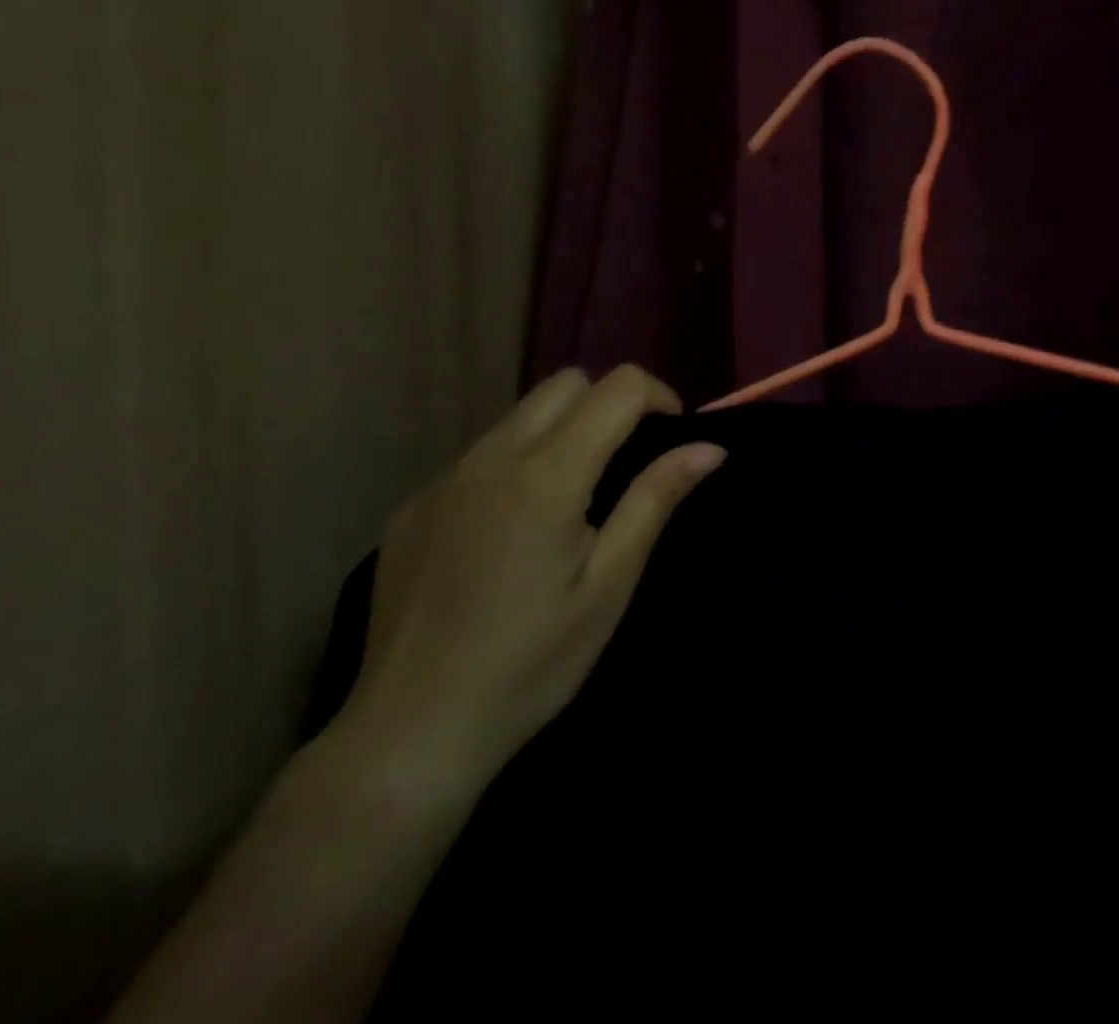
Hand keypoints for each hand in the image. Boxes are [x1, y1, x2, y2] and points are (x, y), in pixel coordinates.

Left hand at [335, 366, 725, 797]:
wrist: (408, 734)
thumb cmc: (531, 663)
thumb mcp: (610, 584)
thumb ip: (656, 499)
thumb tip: (710, 447)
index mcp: (547, 473)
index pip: (618, 387)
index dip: (658, 396)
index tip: (673, 435)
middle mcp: (491, 456)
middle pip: (565, 384)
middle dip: (608, 403)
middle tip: (626, 461)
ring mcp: (444, 478)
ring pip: (519, 415)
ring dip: (561, 431)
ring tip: (572, 498)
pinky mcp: (414, 506)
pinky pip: (479, 456)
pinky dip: (514, 465)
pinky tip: (511, 534)